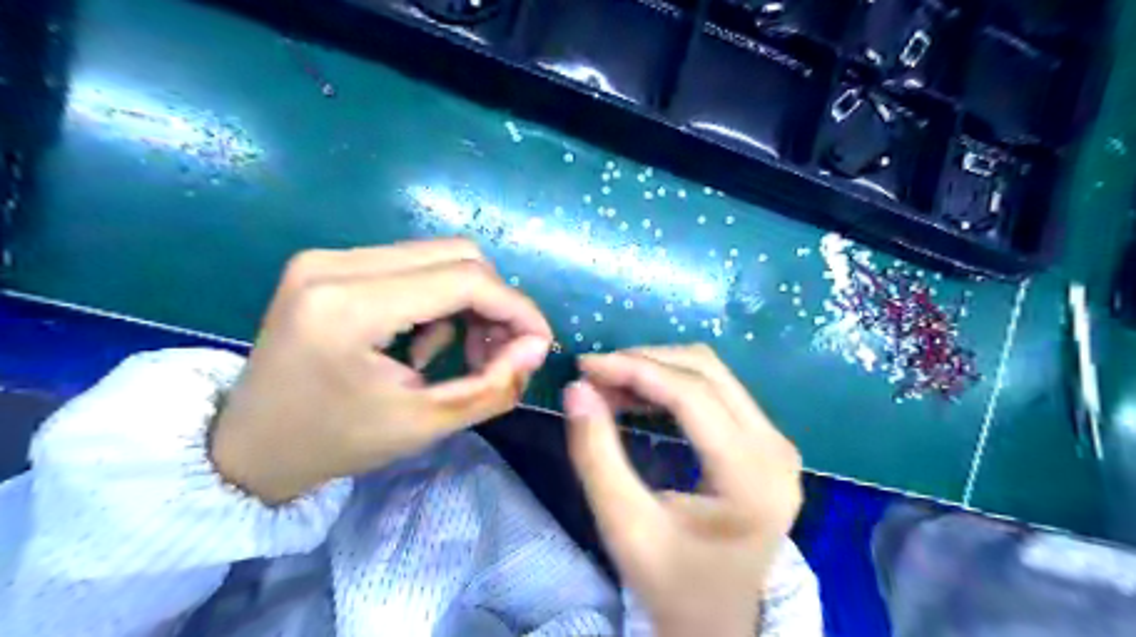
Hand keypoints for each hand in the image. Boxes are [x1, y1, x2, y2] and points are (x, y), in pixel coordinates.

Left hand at [211, 240, 554, 502]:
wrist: (248, 447)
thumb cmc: (335, 443)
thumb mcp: (424, 424)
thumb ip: (492, 385)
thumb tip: (536, 346)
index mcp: (349, 307)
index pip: (464, 280)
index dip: (516, 307)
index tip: (539, 342)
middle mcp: (334, 264)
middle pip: (456, 256)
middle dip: (495, 303)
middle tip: (499, 352)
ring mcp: (326, 258)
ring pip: (437, 257)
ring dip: (468, 301)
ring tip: (462, 352)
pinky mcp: (327, 264)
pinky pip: (411, 265)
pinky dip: (438, 298)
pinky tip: (425, 340)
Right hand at [564, 348, 802, 636]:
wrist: (715, 621)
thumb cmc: (670, 582)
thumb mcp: (623, 526)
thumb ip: (595, 455)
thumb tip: (577, 388)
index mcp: (752, 479)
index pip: (693, 396)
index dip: (635, 369)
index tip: (585, 364)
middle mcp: (776, 450)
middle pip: (707, 372)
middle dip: (645, 363)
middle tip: (594, 375)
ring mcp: (777, 444)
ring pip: (712, 374)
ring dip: (657, 370)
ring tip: (610, 385)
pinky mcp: (766, 443)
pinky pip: (718, 391)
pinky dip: (672, 385)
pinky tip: (639, 397)